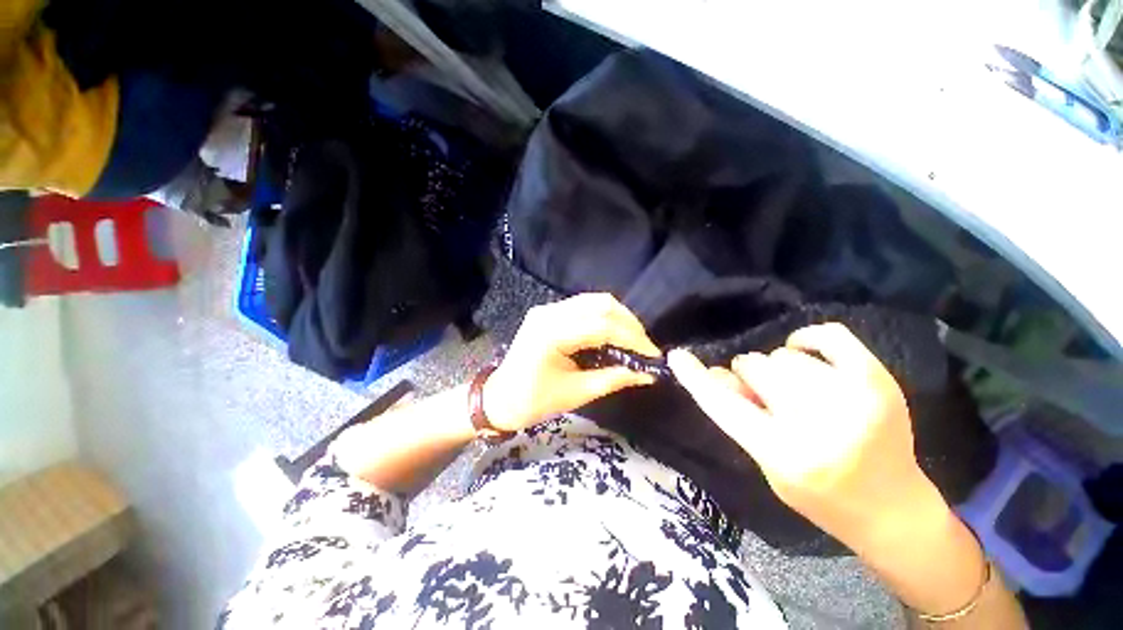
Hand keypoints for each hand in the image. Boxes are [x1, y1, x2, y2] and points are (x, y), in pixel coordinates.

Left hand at [483, 294, 661, 430]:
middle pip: (601, 304)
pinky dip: (604, 317)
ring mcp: (547, 308)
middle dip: (630, 324)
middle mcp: (549, 312)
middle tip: (645, 347)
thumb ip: (613, 379)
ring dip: (619, 318)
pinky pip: (584, 306)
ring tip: (633, 341)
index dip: (632, 339)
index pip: (602, 326)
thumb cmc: (533, 401)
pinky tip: (614, 334)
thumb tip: (647, 374)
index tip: (653, 356)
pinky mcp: (548, 311)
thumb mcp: (576, 393)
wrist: (499, 397)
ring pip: (594, 301)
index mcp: (551, 333)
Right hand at [668, 323, 939, 548]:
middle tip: (765, 396)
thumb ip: (739, 417)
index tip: (677, 356)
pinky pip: (830, 336)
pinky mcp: (879, 381)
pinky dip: (809, 339)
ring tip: (795, 390)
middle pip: (755, 368)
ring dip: (778, 370)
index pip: (724, 406)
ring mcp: (855, 398)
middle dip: (750, 378)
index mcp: (784, 453)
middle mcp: (819, 424)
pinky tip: (806, 353)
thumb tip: (715, 373)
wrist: (891, 509)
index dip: (695, 378)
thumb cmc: (818, 494)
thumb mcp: (765, 465)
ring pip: (784, 356)